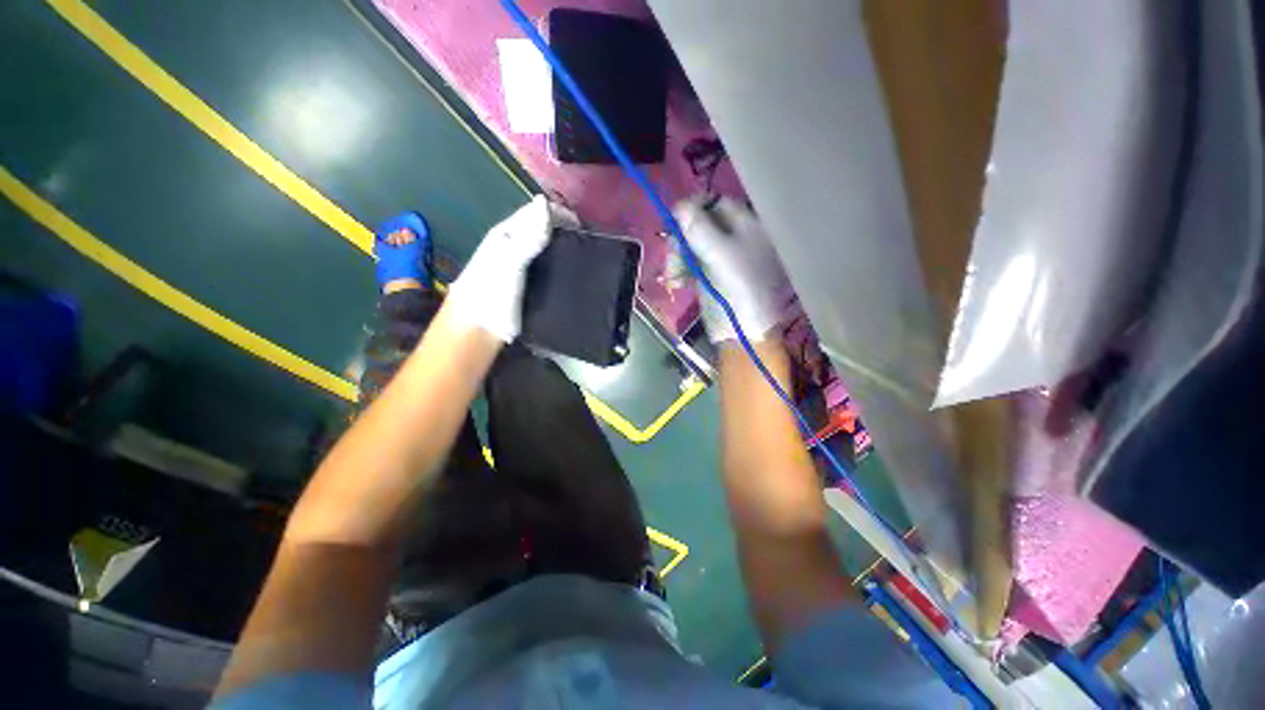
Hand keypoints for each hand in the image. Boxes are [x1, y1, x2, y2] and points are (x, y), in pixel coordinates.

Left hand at [447, 195, 576, 341]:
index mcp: (508, 233)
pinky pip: (551, 272)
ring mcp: (524, 267)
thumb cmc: (491, 292)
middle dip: (567, 234)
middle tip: (591, 247)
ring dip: (567, 253)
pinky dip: (564, 271)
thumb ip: (527, 237)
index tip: (585, 228)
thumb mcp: (509, 261)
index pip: (537, 212)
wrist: (480, 330)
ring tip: (589, 262)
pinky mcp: (531, 287)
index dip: (561, 214)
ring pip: (550, 252)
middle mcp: (516, 246)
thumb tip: (545, 204)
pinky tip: (578, 278)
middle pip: (546, 231)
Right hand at [674, 198, 787, 343]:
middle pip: (701, 225)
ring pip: (692, 245)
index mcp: (748, 226)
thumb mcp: (719, 254)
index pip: (717, 204)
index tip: (674, 221)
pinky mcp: (710, 275)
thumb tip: (680, 205)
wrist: (742, 330)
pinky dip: (680, 270)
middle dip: (682, 239)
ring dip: (677, 257)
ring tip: (673, 275)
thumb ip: (699, 227)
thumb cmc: (738, 288)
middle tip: (672, 254)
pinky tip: (675, 281)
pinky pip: (690, 263)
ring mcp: (722, 258)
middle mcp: (736, 238)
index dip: (694, 209)